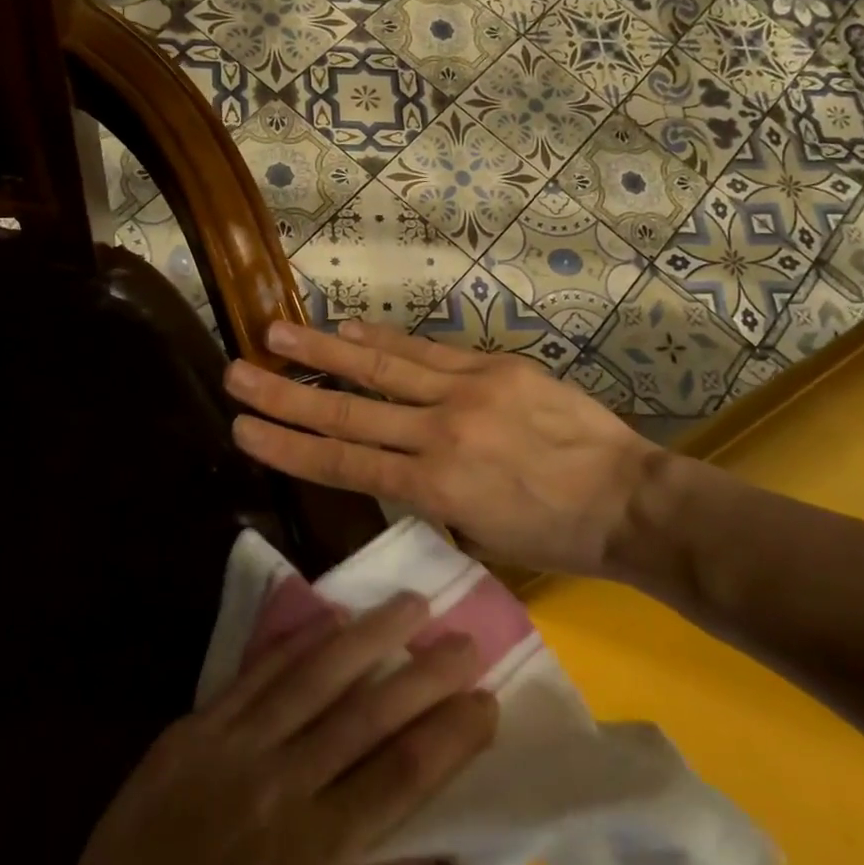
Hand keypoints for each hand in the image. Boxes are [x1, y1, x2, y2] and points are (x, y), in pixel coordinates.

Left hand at [0, 593, 495, 864]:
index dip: (449, 735)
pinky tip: (330, 618)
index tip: (487, 701)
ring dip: (367, 637)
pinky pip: (255, 674)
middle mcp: (278, 786)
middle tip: (465, 639)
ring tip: (408, 604)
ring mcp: (231, 749)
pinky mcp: (193, 729)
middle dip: (424, 674)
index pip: (400, 776)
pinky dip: (297, 642)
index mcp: (312, 852)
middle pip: (366, 715)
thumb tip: (431, 831)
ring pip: (312, 677)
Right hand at [223, 319, 666, 580]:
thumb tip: (391, 468)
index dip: (287, 445)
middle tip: (235, 374)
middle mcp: (440, 434)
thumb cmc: (553, 534)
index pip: (343, 463)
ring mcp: (468, 392)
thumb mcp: (477, 532)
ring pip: (381, 369)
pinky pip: (428, 351)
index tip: (242, 429)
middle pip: (348, 411)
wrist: (628, 500)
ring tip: (275, 333)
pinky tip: (348, 329)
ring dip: (323, 351)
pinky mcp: (495, 366)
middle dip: (285, 394)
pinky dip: (384, 340)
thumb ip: (426, 497)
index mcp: (434, 488)